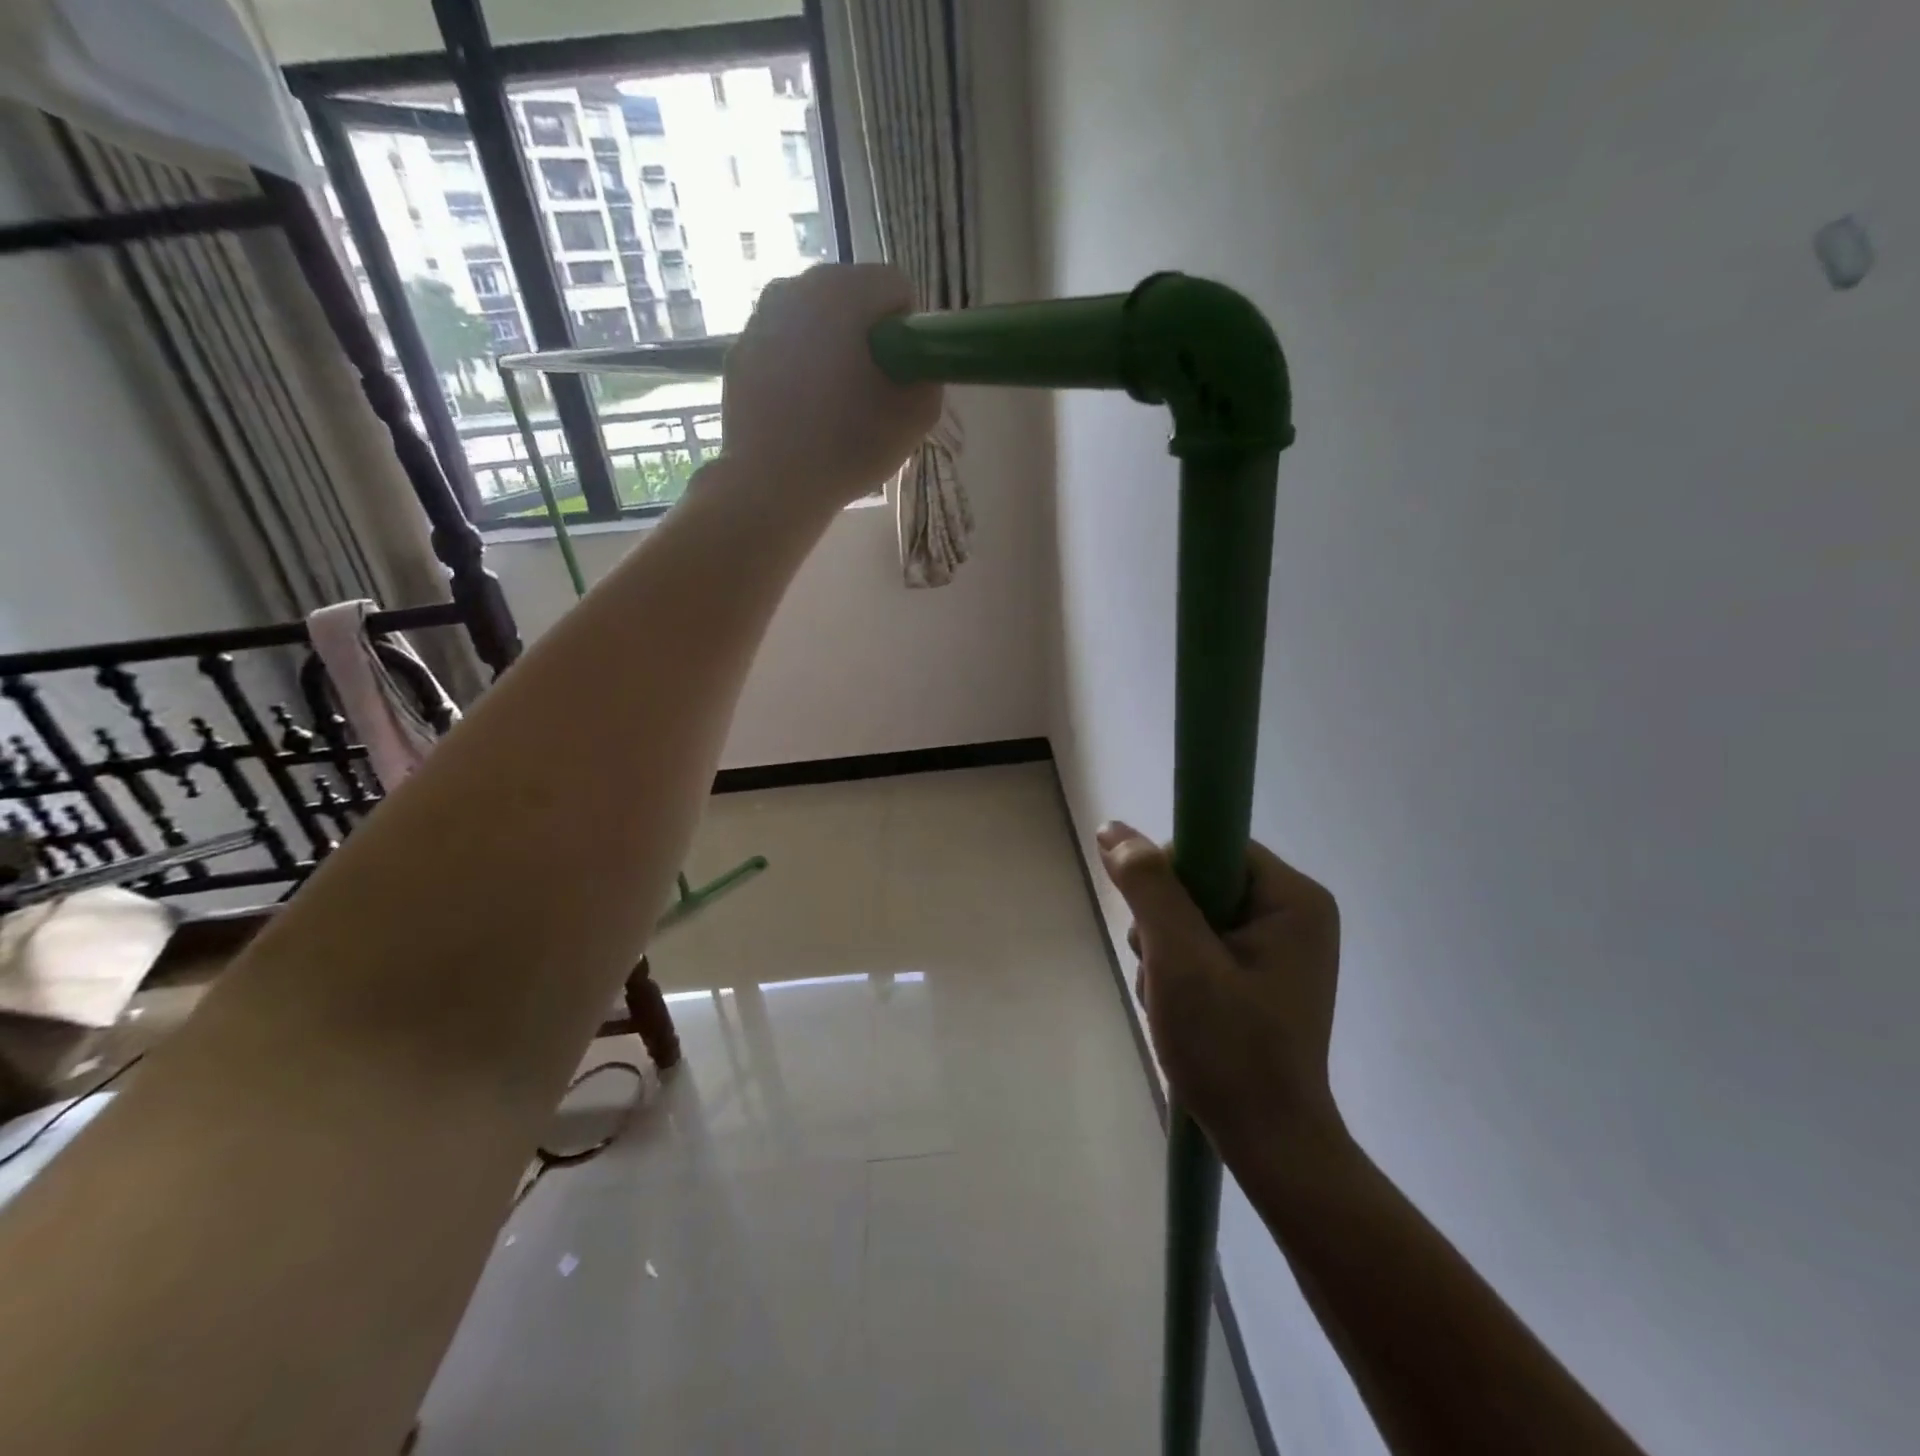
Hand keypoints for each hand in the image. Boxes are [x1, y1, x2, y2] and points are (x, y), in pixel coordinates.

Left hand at [720, 263, 943, 506]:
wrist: (771, 486)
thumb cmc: (848, 448)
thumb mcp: (915, 418)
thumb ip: (929, 376)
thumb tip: (917, 364)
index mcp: (842, 291)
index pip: (895, 287)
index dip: (908, 331)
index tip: (903, 374)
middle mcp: (795, 287)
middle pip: (851, 298)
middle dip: (867, 337)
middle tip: (871, 394)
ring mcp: (760, 318)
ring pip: (815, 321)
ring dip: (832, 351)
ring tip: (834, 407)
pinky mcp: (739, 351)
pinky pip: (784, 347)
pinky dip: (798, 369)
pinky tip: (802, 414)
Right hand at [1097, 823, 1344, 1161]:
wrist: (1268, 1143)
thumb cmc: (1230, 1047)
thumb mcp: (1179, 959)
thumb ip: (1148, 886)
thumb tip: (1113, 829)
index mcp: (1294, 898)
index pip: (1211, 846)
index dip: (1170, 877)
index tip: (1156, 926)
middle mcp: (1293, 913)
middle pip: (1199, 882)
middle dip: (1163, 924)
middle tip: (1164, 972)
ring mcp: (1277, 946)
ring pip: (1192, 915)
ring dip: (1164, 952)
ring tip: (1169, 999)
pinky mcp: (1259, 974)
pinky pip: (1202, 945)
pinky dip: (1177, 971)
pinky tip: (1177, 1009)